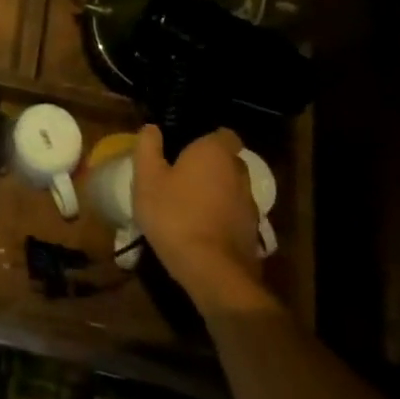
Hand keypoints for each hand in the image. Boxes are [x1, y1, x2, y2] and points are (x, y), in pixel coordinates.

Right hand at [133, 126, 269, 311]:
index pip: (224, 134)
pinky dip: (220, 215)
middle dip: (209, 165)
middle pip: (228, 161)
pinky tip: (199, 227)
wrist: (211, 270)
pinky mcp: (252, 233)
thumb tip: (152, 128)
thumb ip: (148, 148)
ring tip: (188, 204)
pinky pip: (233, 214)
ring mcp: (250, 205)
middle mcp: (239, 174)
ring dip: (215, 192)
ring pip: (231, 189)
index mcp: (215, 153)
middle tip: (181, 174)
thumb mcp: (148, 178)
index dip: (207, 138)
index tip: (186, 146)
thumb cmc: (174, 214)